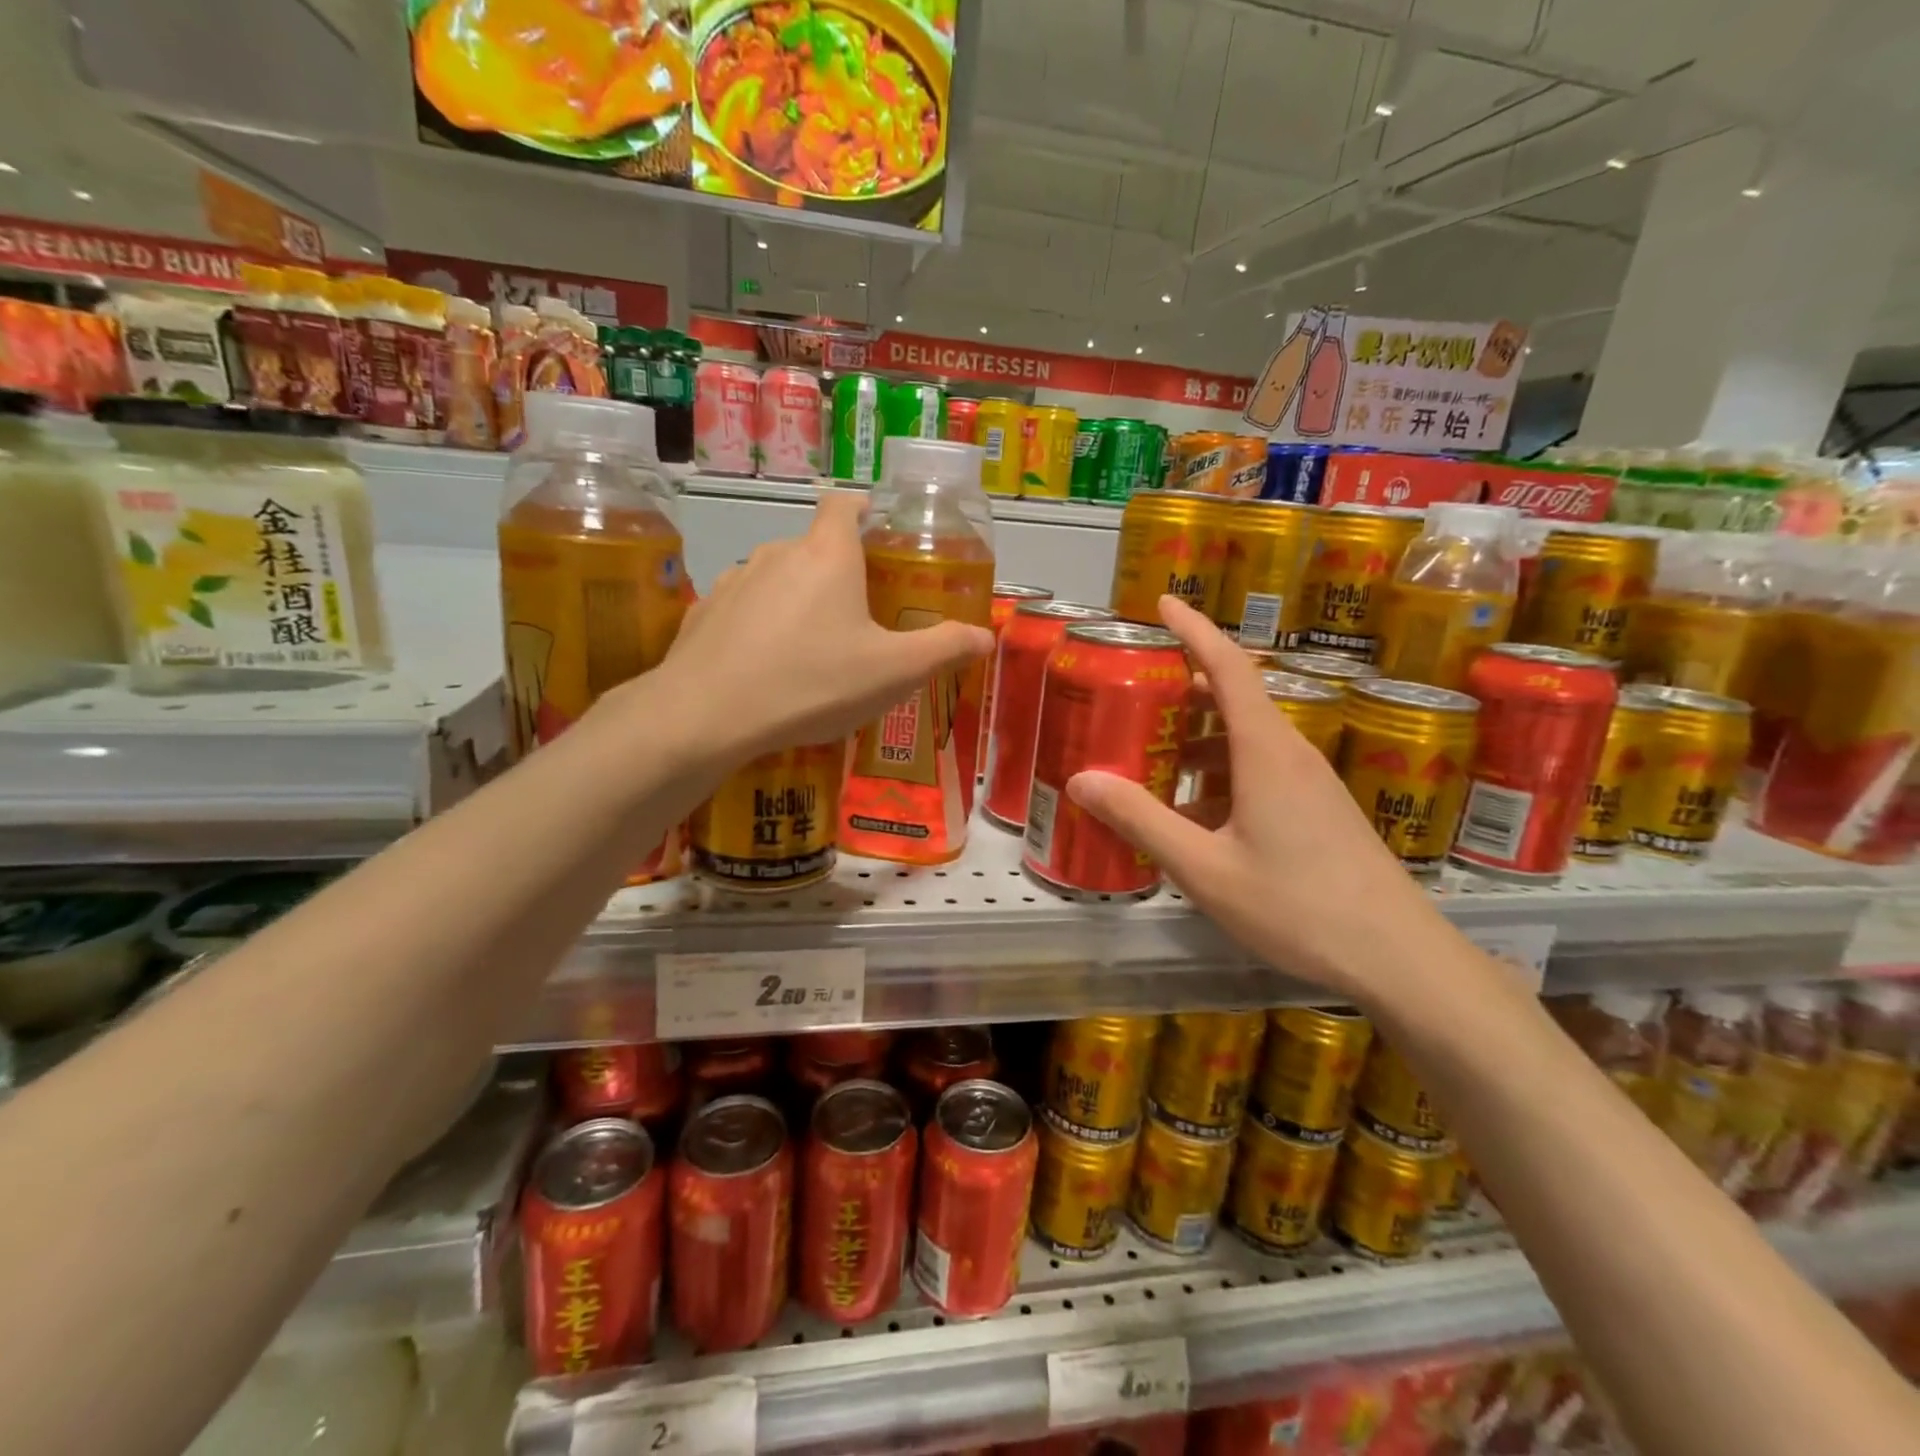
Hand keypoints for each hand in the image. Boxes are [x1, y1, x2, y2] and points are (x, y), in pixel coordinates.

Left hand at [652, 493, 994, 762]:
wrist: (707, 716)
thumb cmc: (813, 683)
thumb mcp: (893, 672)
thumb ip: (943, 649)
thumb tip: (985, 636)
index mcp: (828, 554)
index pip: (846, 504)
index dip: (866, 512)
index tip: (881, 538)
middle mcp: (778, 552)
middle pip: (816, 547)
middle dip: (840, 572)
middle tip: (862, 616)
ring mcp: (733, 580)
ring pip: (778, 578)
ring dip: (799, 600)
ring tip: (814, 648)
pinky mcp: (704, 611)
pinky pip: (745, 608)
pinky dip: (762, 626)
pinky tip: (767, 666)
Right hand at [1065, 596, 1462, 1006]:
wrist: (1396, 957)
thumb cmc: (1296, 906)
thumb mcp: (1203, 868)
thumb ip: (1141, 820)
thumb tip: (1082, 780)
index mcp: (1265, 751)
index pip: (1226, 667)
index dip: (1194, 629)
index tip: (1164, 602)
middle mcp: (1290, 753)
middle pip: (1233, 700)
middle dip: (1182, 692)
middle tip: (1134, 696)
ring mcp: (1309, 783)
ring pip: (1244, 743)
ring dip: (1198, 744)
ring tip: (1150, 765)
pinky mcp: (1318, 810)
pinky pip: (1260, 773)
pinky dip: (1220, 779)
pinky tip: (1193, 819)